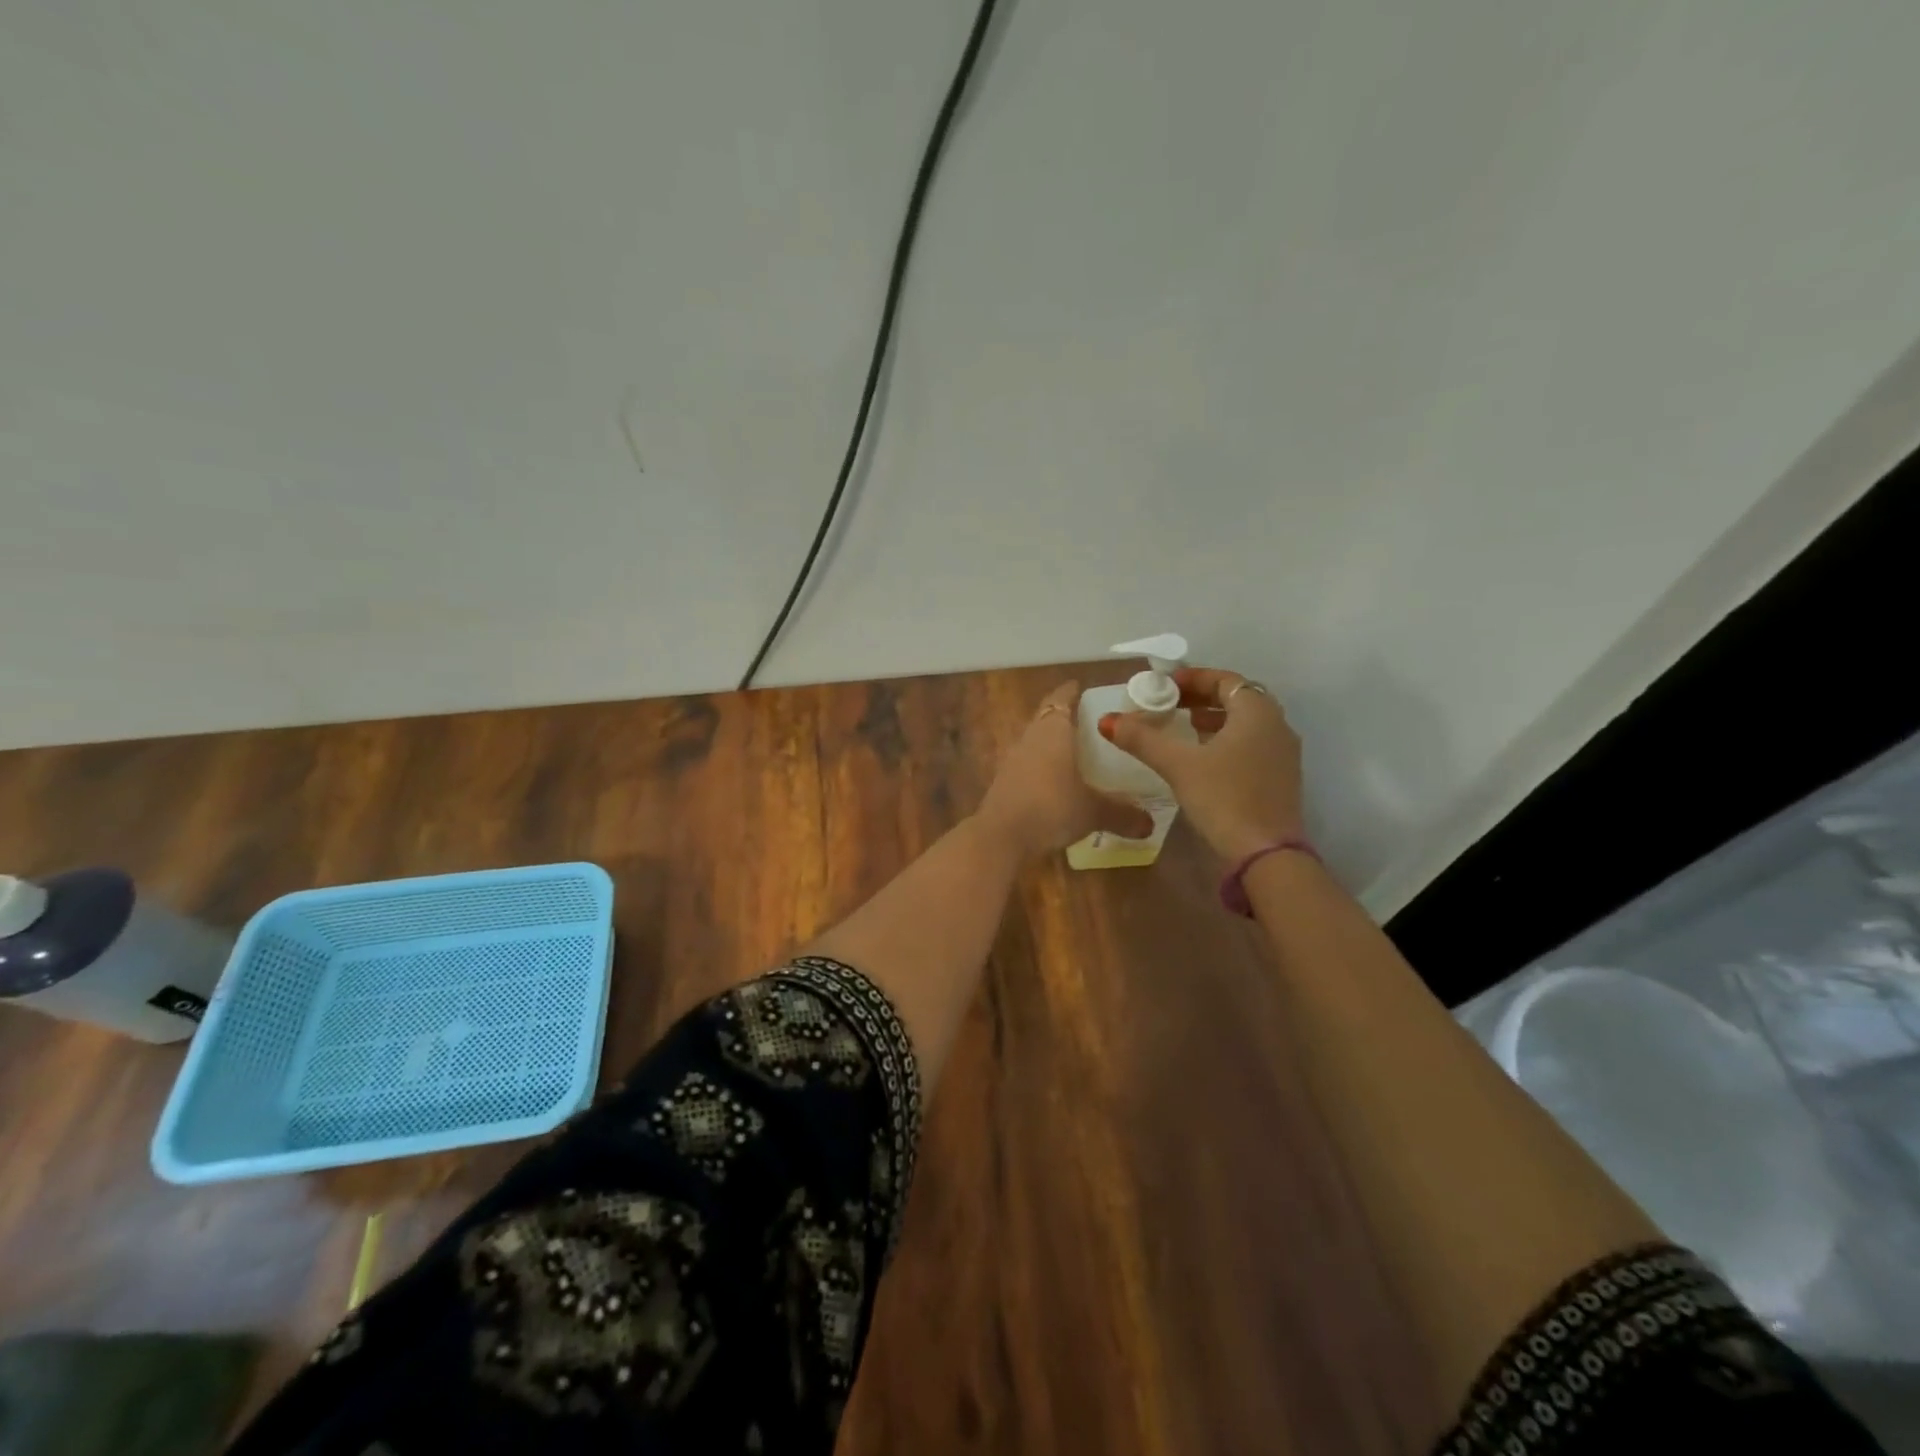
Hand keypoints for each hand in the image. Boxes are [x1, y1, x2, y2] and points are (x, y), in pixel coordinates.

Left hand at [975, 681, 1155, 858]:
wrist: (1002, 837)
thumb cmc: (1052, 808)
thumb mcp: (1093, 811)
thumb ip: (1123, 814)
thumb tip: (1150, 825)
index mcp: (1052, 731)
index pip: (1060, 699)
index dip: (1071, 692)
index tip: (1081, 688)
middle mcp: (1030, 738)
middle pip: (1046, 719)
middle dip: (1065, 718)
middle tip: (1091, 724)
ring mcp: (1012, 760)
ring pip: (1035, 742)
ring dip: (1052, 745)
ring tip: (1077, 753)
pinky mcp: (1004, 782)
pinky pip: (1027, 765)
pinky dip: (1042, 768)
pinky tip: (1057, 783)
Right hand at [1099, 666, 1304, 864]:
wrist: (1265, 855)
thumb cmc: (1224, 797)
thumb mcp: (1178, 764)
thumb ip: (1142, 739)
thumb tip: (1107, 720)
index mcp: (1257, 712)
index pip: (1226, 680)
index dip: (1194, 678)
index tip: (1166, 684)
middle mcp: (1277, 726)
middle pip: (1237, 699)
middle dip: (1202, 697)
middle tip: (1169, 703)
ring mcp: (1283, 754)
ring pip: (1245, 724)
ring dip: (1214, 720)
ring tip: (1183, 726)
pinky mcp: (1280, 779)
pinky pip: (1251, 745)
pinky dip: (1226, 740)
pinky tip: (1203, 758)